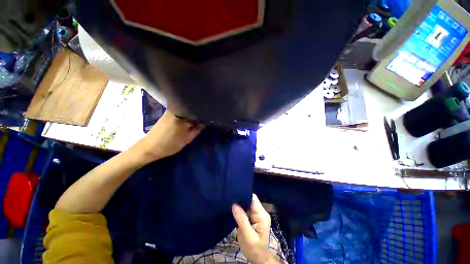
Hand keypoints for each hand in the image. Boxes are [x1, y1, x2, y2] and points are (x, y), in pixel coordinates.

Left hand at [132, 110, 203, 164]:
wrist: (149, 148)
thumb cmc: (169, 145)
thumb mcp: (187, 139)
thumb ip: (198, 129)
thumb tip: (205, 122)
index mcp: (181, 115)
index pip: (196, 111)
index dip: (203, 114)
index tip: (208, 118)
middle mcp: (175, 109)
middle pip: (191, 109)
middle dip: (197, 113)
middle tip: (204, 119)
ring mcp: (170, 110)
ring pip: (186, 110)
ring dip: (191, 115)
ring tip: (197, 119)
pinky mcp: (167, 113)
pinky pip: (180, 112)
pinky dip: (185, 115)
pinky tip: (188, 120)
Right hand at [232, 194, 276, 263]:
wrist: (258, 258)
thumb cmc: (254, 249)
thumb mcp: (248, 236)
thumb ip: (242, 219)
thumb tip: (234, 204)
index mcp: (262, 215)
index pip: (253, 198)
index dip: (244, 194)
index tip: (233, 194)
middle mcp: (260, 212)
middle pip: (249, 200)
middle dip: (240, 200)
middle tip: (229, 199)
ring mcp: (256, 215)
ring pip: (246, 205)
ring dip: (238, 205)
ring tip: (229, 203)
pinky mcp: (252, 218)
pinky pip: (244, 210)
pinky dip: (238, 210)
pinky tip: (232, 210)